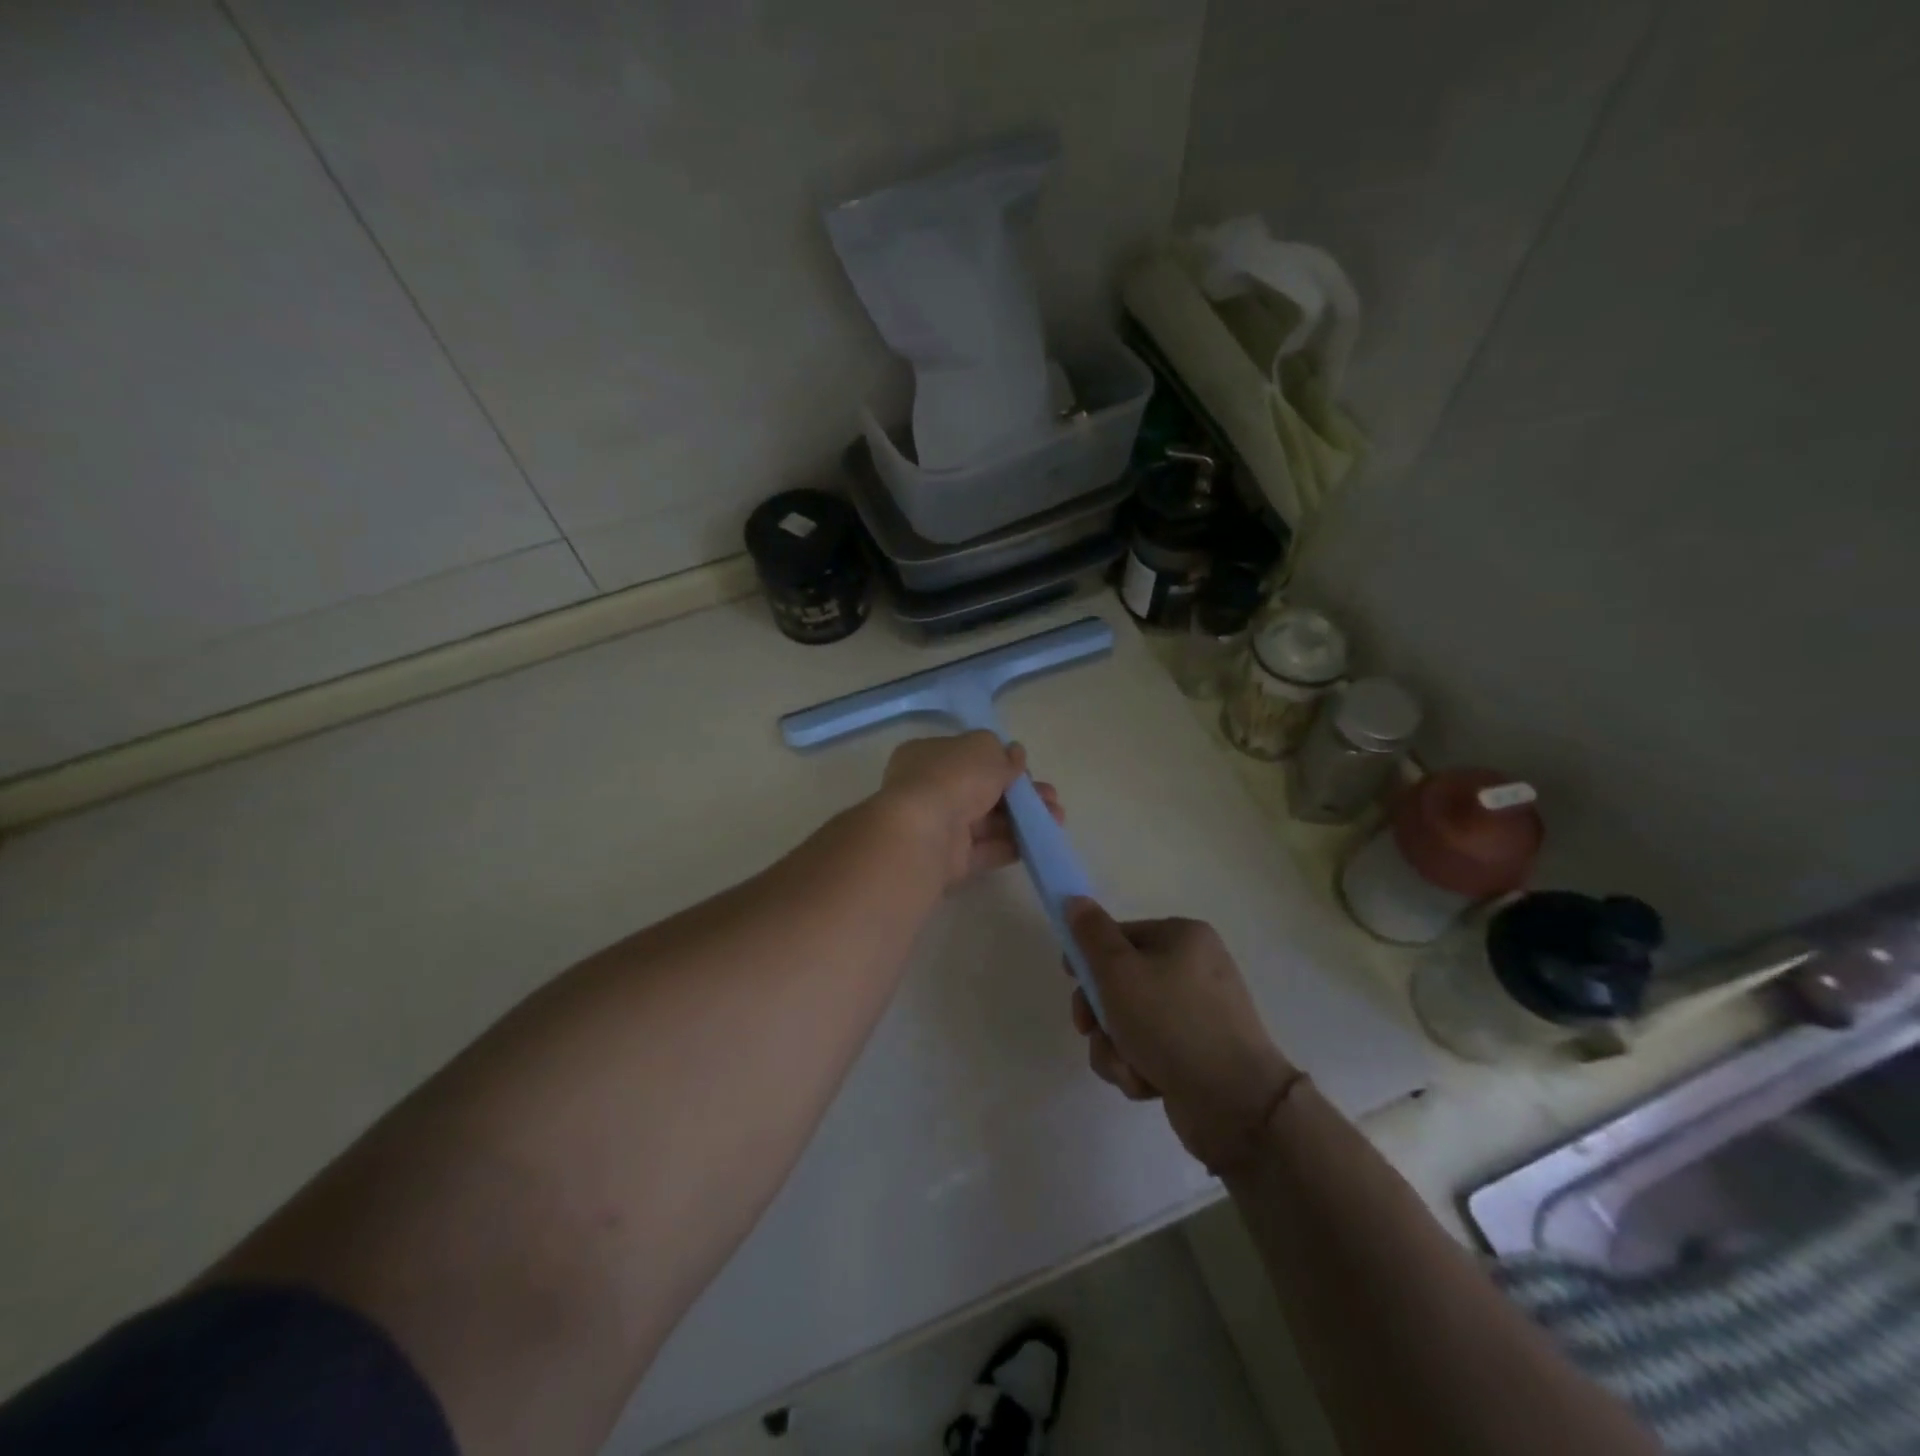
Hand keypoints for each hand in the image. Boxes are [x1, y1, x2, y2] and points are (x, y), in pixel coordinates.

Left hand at [878, 732, 1064, 890]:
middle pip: (981, 790)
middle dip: (1019, 793)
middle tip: (1050, 796)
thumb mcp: (984, 748)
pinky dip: (1013, 845)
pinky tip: (1041, 841)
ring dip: (1023, 819)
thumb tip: (1014, 754)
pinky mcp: (950, 860)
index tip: (1025, 768)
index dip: (998, 761)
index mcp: (927, 755)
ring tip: (1057, 818)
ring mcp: (939, 827)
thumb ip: (1002, 752)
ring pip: (988, 821)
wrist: (925, 833)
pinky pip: (986, 849)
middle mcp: (929, 789)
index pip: (967, 756)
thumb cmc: (952, 777)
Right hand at [1066, 900, 1298, 1173]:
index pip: (1119, 935)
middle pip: (1121, 982)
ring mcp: (1197, 1014)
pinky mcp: (1196, 1055)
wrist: (1236, 1104)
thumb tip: (1074, 899)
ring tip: (1128, 1066)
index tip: (1070, 979)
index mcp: (1183, 937)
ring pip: (1129, 1022)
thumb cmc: (1171, 1023)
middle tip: (1090, 1029)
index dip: (1089, 956)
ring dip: (1115, 1046)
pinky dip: (1138, 1067)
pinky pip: (1149, 1051)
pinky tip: (1147, 1084)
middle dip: (1100, 1014)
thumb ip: (1091, 935)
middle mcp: (1194, 969)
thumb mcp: (1119, 972)